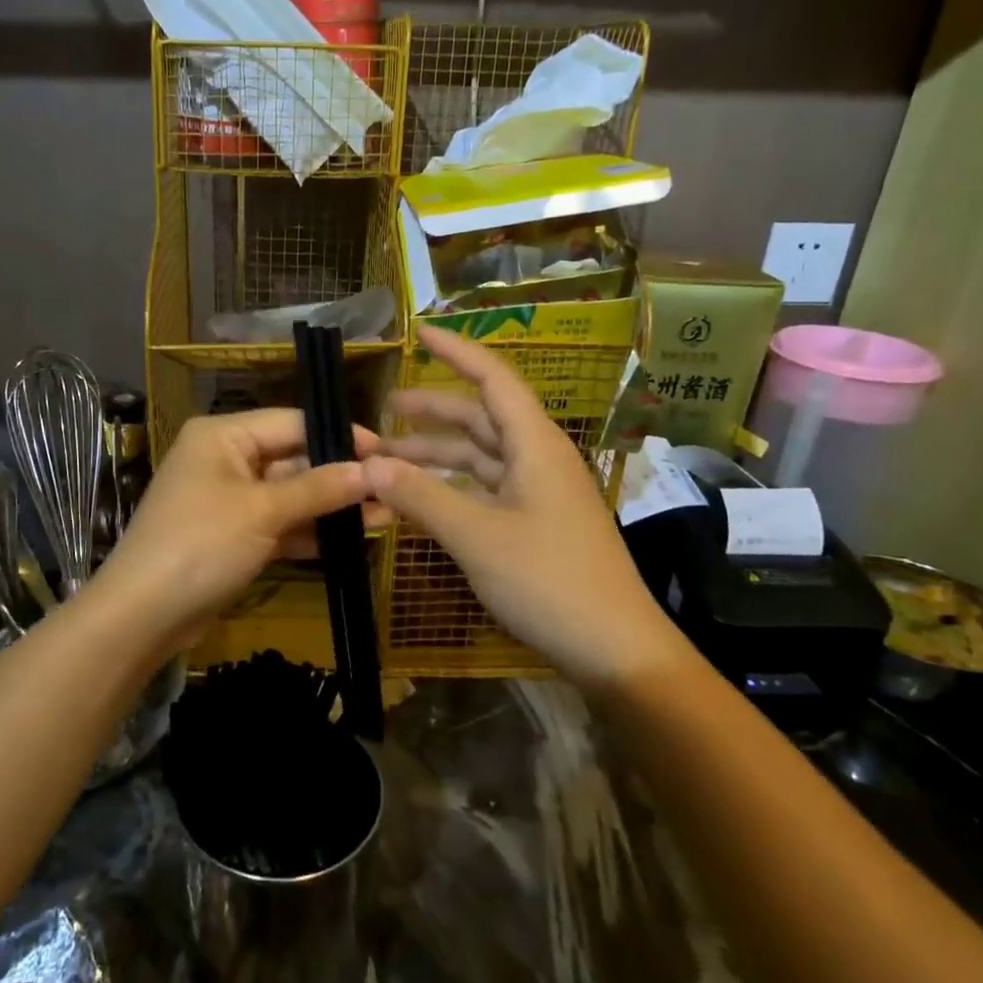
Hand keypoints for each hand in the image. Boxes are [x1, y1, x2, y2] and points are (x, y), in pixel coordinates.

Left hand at [90, 409, 384, 657]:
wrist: (143, 615)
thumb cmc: (201, 545)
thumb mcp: (263, 512)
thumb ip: (318, 488)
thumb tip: (372, 469)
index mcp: (223, 436)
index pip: (292, 423)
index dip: (339, 436)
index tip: (386, 452)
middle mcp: (225, 460)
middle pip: (293, 459)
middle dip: (339, 478)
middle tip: (391, 490)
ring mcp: (228, 501)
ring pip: (290, 496)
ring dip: (330, 508)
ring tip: (384, 516)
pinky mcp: (233, 537)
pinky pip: (278, 525)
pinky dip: (309, 532)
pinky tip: (350, 539)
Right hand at [364, 324, 677, 686]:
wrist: (614, 648)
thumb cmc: (549, 580)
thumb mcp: (477, 535)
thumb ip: (421, 496)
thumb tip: (368, 465)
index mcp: (534, 445)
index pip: (492, 380)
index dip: (456, 352)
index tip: (418, 333)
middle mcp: (537, 460)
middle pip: (481, 419)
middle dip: (432, 412)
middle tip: (383, 411)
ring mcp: (538, 495)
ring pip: (479, 458)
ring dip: (435, 455)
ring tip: (386, 459)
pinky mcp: (535, 526)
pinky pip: (484, 491)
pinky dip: (450, 489)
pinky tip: (419, 499)